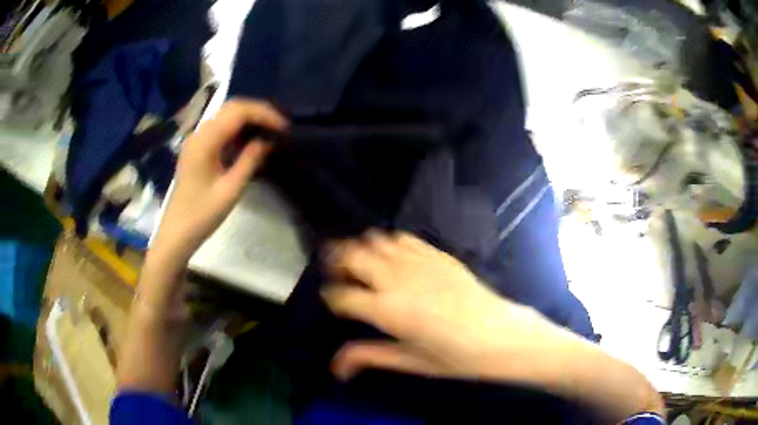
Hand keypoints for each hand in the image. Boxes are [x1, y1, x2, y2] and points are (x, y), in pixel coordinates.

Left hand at [152, 99, 286, 264]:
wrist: (177, 231)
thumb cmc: (202, 214)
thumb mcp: (231, 189)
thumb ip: (249, 160)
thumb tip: (267, 140)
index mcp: (205, 141)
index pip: (238, 112)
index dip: (263, 113)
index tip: (283, 127)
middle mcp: (199, 134)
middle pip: (231, 108)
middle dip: (258, 112)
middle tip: (278, 127)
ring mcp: (196, 140)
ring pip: (226, 116)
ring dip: (248, 119)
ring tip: (269, 131)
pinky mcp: (197, 148)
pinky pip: (220, 128)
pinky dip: (238, 129)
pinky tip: (249, 141)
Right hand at [322, 231, 559, 380]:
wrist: (500, 335)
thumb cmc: (455, 356)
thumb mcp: (410, 362)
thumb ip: (369, 357)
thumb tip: (336, 367)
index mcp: (387, 311)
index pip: (342, 295)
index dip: (331, 296)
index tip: (330, 299)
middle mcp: (397, 280)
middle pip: (353, 257)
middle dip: (337, 261)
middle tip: (335, 270)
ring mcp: (418, 263)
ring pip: (376, 242)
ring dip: (361, 248)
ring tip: (358, 259)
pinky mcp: (437, 255)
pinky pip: (404, 238)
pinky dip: (390, 242)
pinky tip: (392, 254)